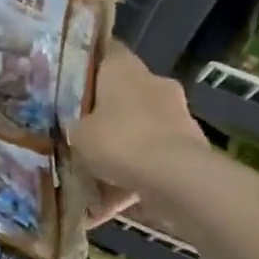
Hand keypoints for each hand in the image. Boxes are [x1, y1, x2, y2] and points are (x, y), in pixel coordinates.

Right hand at [68, 44, 209, 223]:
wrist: (177, 179)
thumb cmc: (119, 140)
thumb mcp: (77, 134)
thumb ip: (73, 127)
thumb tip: (72, 128)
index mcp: (124, 68)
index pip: (105, 51)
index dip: (86, 63)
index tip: (69, 78)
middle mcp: (153, 83)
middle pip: (122, 93)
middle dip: (104, 113)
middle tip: (78, 131)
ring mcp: (176, 115)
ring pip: (139, 128)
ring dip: (120, 149)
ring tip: (90, 178)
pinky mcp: (190, 148)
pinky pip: (152, 160)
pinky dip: (132, 178)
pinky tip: (107, 207)